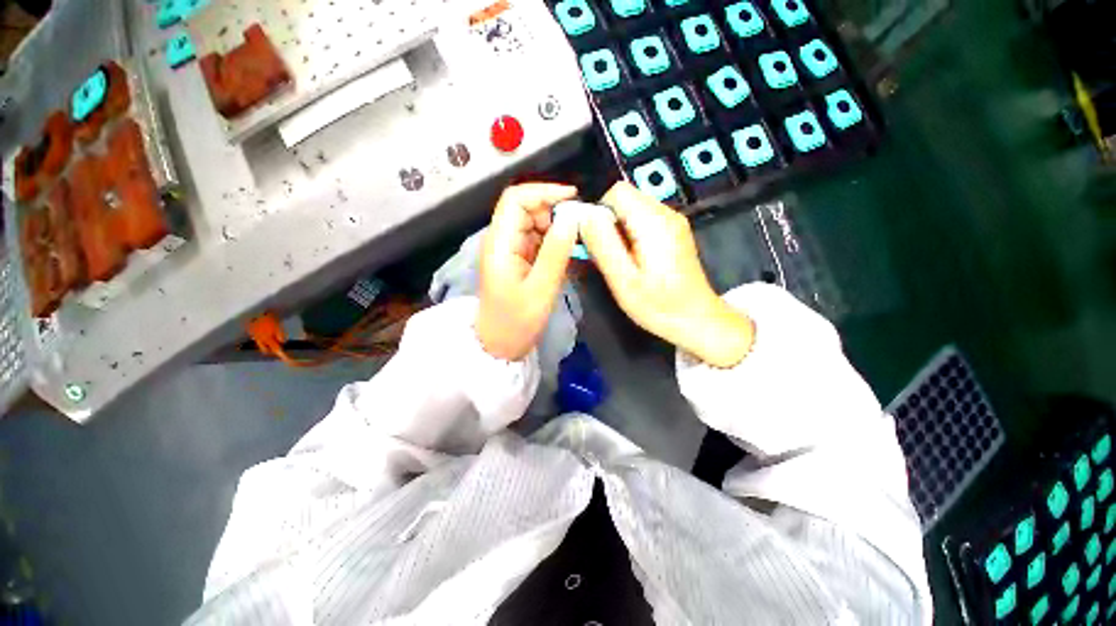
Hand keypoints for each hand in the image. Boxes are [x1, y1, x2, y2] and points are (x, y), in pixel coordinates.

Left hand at [476, 183, 579, 360]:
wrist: (499, 346)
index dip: (544, 191)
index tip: (573, 198)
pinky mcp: (518, 260)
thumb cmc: (516, 322)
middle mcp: (502, 240)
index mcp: (500, 243)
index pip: (516, 199)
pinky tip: (566, 256)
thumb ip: (556, 252)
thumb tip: (572, 218)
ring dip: (556, 229)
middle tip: (579, 230)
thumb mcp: (541, 289)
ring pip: (534, 224)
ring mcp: (510, 250)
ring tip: (575, 246)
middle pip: (527, 208)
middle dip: (554, 212)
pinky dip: (553, 243)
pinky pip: (537, 241)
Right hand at [580, 182, 753, 366]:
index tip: (593, 240)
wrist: (697, 320)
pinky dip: (630, 233)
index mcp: (653, 221)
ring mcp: (673, 221)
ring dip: (617, 229)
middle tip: (605, 254)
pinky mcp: (674, 232)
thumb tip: (583, 215)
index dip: (598, 210)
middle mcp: (666, 213)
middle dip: (607, 220)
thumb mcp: (623, 280)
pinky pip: (643, 220)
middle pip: (625, 198)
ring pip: (632, 208)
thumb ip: (602, 244)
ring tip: (618, 259)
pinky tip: (632, 259)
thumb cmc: (659, 306)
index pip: (616, 191)